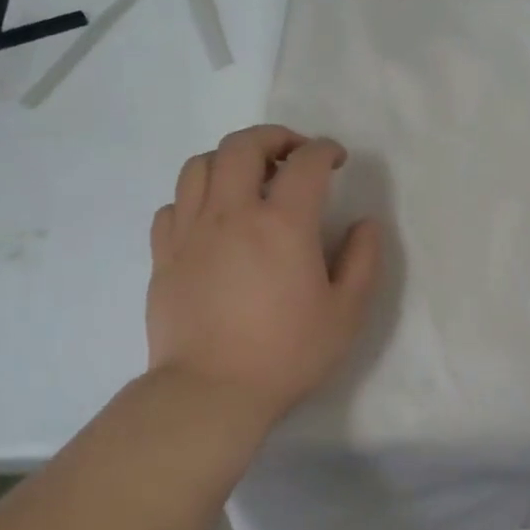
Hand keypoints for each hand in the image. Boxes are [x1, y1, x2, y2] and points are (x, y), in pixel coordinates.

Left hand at [147, 125, 380, 430]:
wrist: (210, 392)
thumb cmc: (285, 354)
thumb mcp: (345, 313)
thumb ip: (362, 261)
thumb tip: (365, 223)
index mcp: (283, 224)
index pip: (305, 162)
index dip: (325, 150)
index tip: (336, 159)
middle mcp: (232, 213)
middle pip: (242, 145)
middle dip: (273, 137)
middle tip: (292, 154)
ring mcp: (191, 231)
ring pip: (200, 165)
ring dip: (229, 159)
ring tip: (247, 178)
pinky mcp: (164, 255)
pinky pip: (174, 205)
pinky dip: (196, 198)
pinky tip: (211, 219)